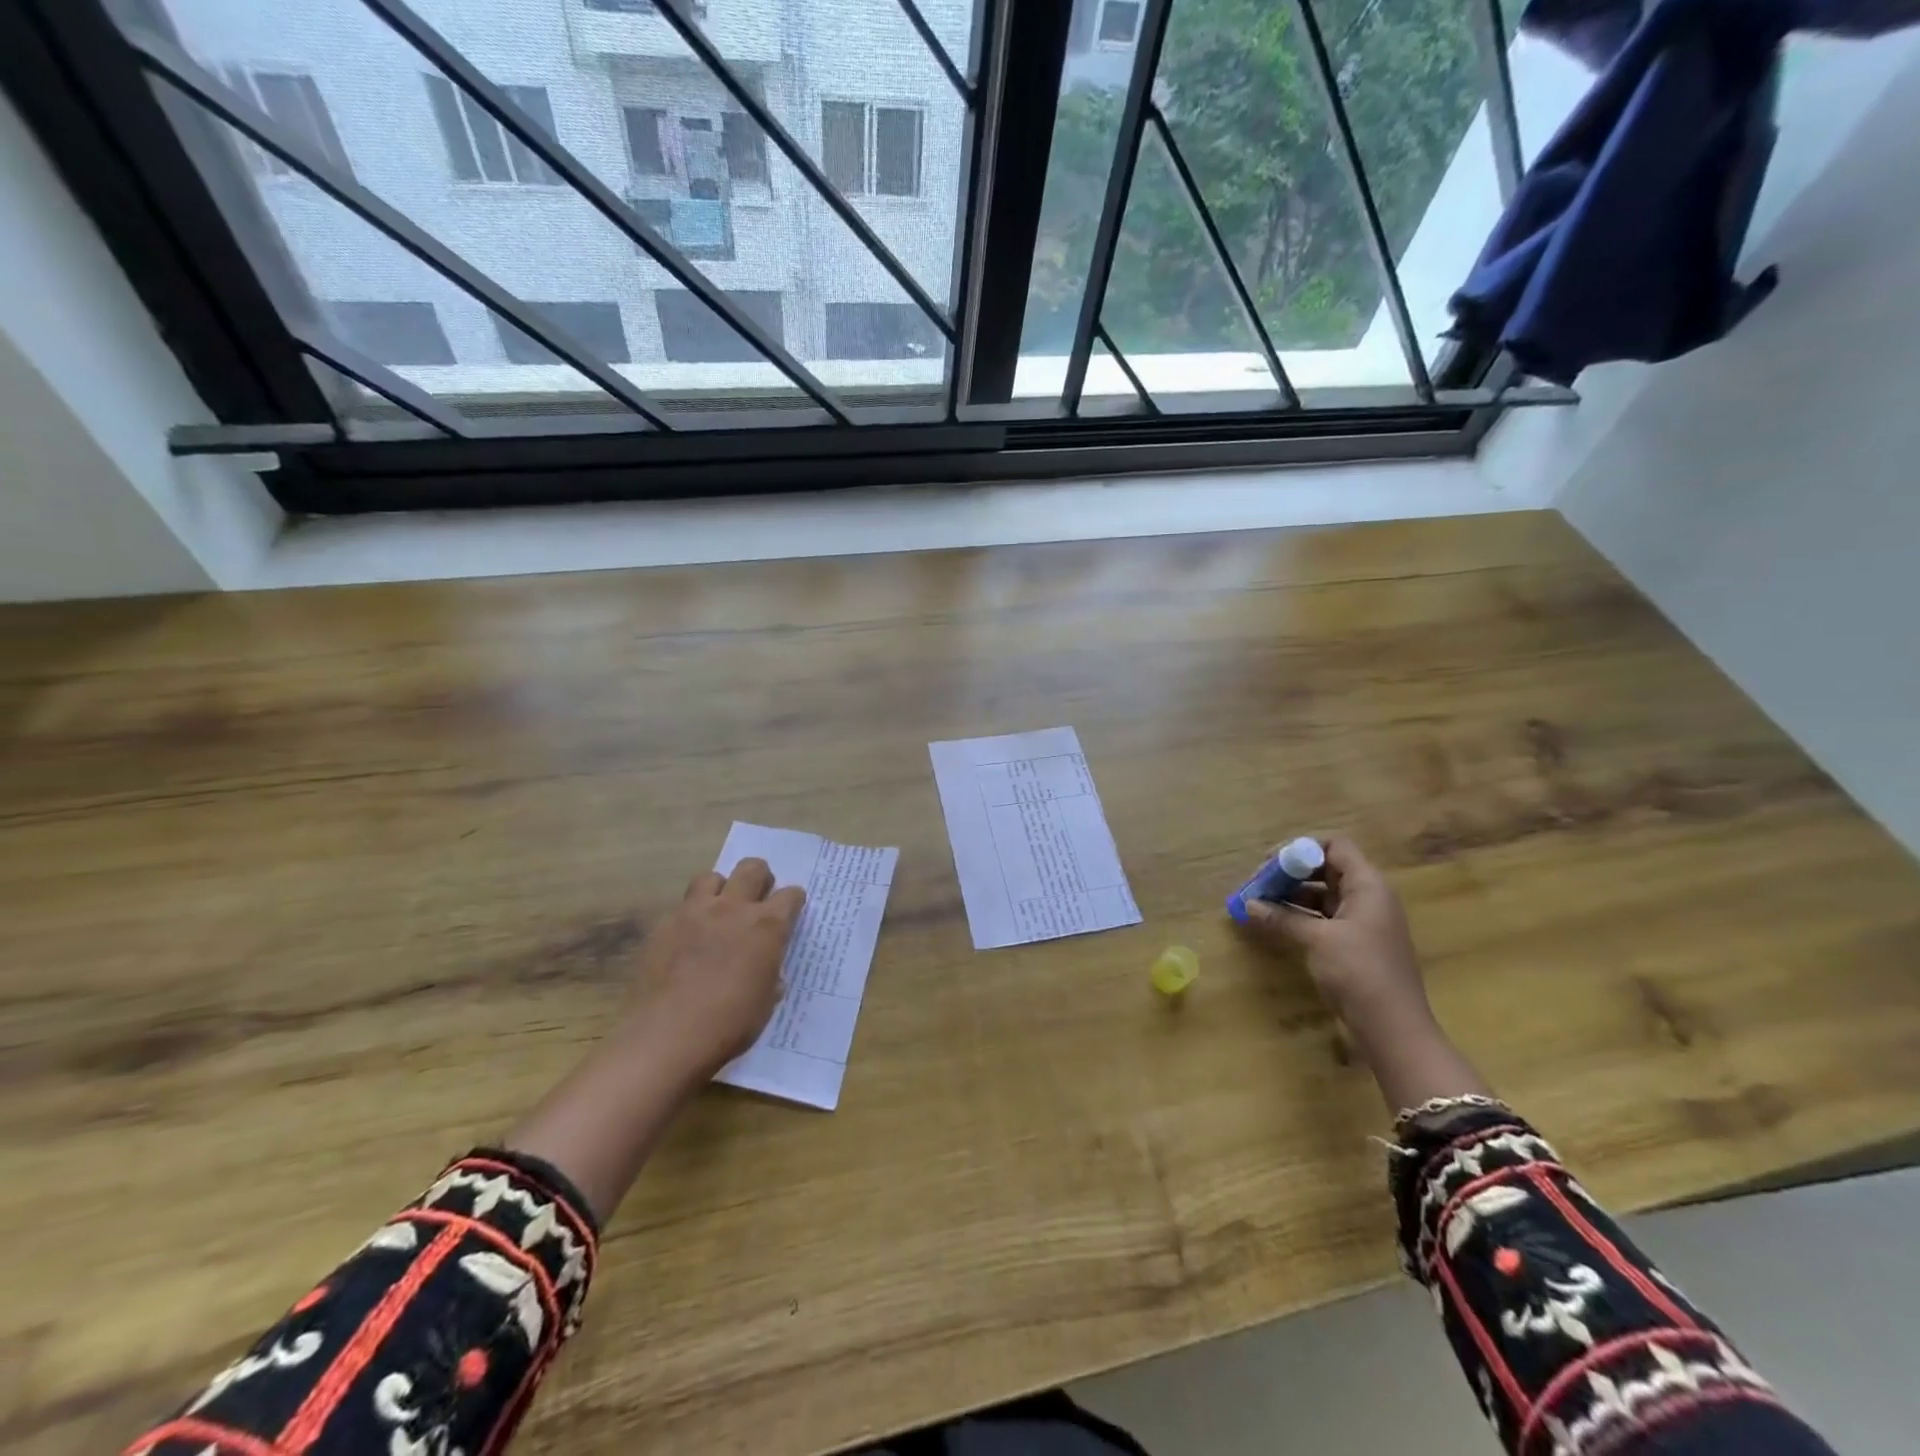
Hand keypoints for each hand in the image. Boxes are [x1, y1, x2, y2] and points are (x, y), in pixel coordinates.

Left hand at [623, 858, 805, 1080]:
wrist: (667, 1036)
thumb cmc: (729, 1024)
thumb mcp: (766, 1001)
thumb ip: (770, 973)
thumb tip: (766, 967)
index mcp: (766, 926)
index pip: (790, 895)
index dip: (793, 902)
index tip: (791, 912)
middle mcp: (733, 909)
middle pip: (752, 868)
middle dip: (760, 878)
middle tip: (757, 899)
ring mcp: (694, 913)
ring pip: (711, 877)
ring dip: (720, 889)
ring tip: (718, 911)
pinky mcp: (664, 926)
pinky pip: (681, 907)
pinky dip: (690, 917)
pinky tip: (687, 941)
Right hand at [1242, 836, 1430, 1037]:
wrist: (1393, 1029)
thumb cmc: (1359, 972)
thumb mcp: (1316, 940)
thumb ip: (1282, 917)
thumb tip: (1248, 905)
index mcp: (1368, 886)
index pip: (1335, 846)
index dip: (1302, 848)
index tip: (1271, 863)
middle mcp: (1367, 897)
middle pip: (1326, 869)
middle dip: (1290, 872)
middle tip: (1258, 883)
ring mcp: (1362, 922)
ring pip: (1322, 895)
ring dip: (1290, 895)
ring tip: (1258, 903)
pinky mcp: (1353, 944)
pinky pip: (1322, 918)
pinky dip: (1299, 916)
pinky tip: (1273, 923)